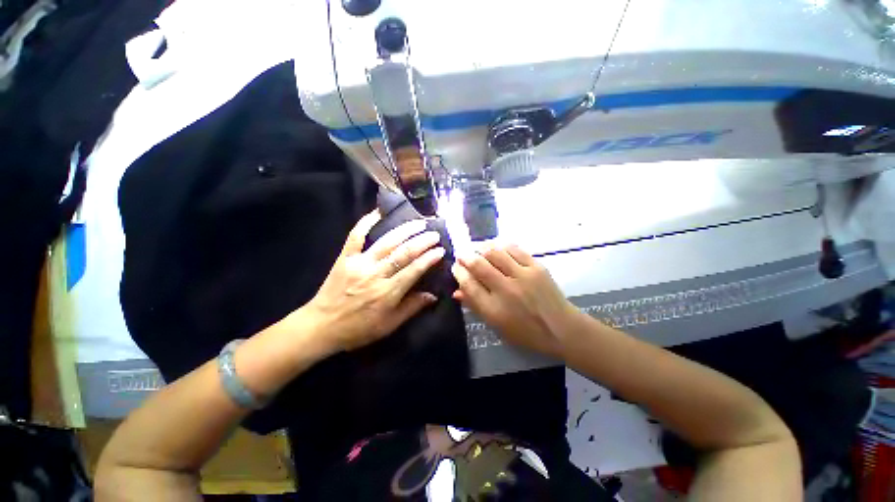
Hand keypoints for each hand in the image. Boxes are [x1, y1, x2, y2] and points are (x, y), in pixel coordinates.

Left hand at [304, 210, 444, 352]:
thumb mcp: (389, 325)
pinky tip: (378, 212)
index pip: (414, 270)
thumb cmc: (359, 328)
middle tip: (434, 234)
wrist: (321, 326)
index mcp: (388, 293)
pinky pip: (356, 236)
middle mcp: (376, 274)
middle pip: (403, 253)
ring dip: (405, 230)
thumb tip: (433, 295)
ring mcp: (359, 263)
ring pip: (386, 242)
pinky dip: (366, 222)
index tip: (440, 250)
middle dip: (422, 242)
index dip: (429, 259)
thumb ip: (412, 308)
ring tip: (419, 222)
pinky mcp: (345, 257)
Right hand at [451, 244, 577, 357]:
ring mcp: (522, 276)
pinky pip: (514, 249)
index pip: (468, 285)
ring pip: (495, 253)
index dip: (458, 273)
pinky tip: (495, 246)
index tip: (455, 267)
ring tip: (477, 249)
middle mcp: (506, 290)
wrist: (562, 329)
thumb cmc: (526, 333)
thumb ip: (475, 306)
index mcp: (494, 310)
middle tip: (462, 254)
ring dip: (481, 247)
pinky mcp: (536, 267)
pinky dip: (501, 245)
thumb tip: (456, 291)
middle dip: (465, 257)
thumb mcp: (496, 326)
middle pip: (479, 265)